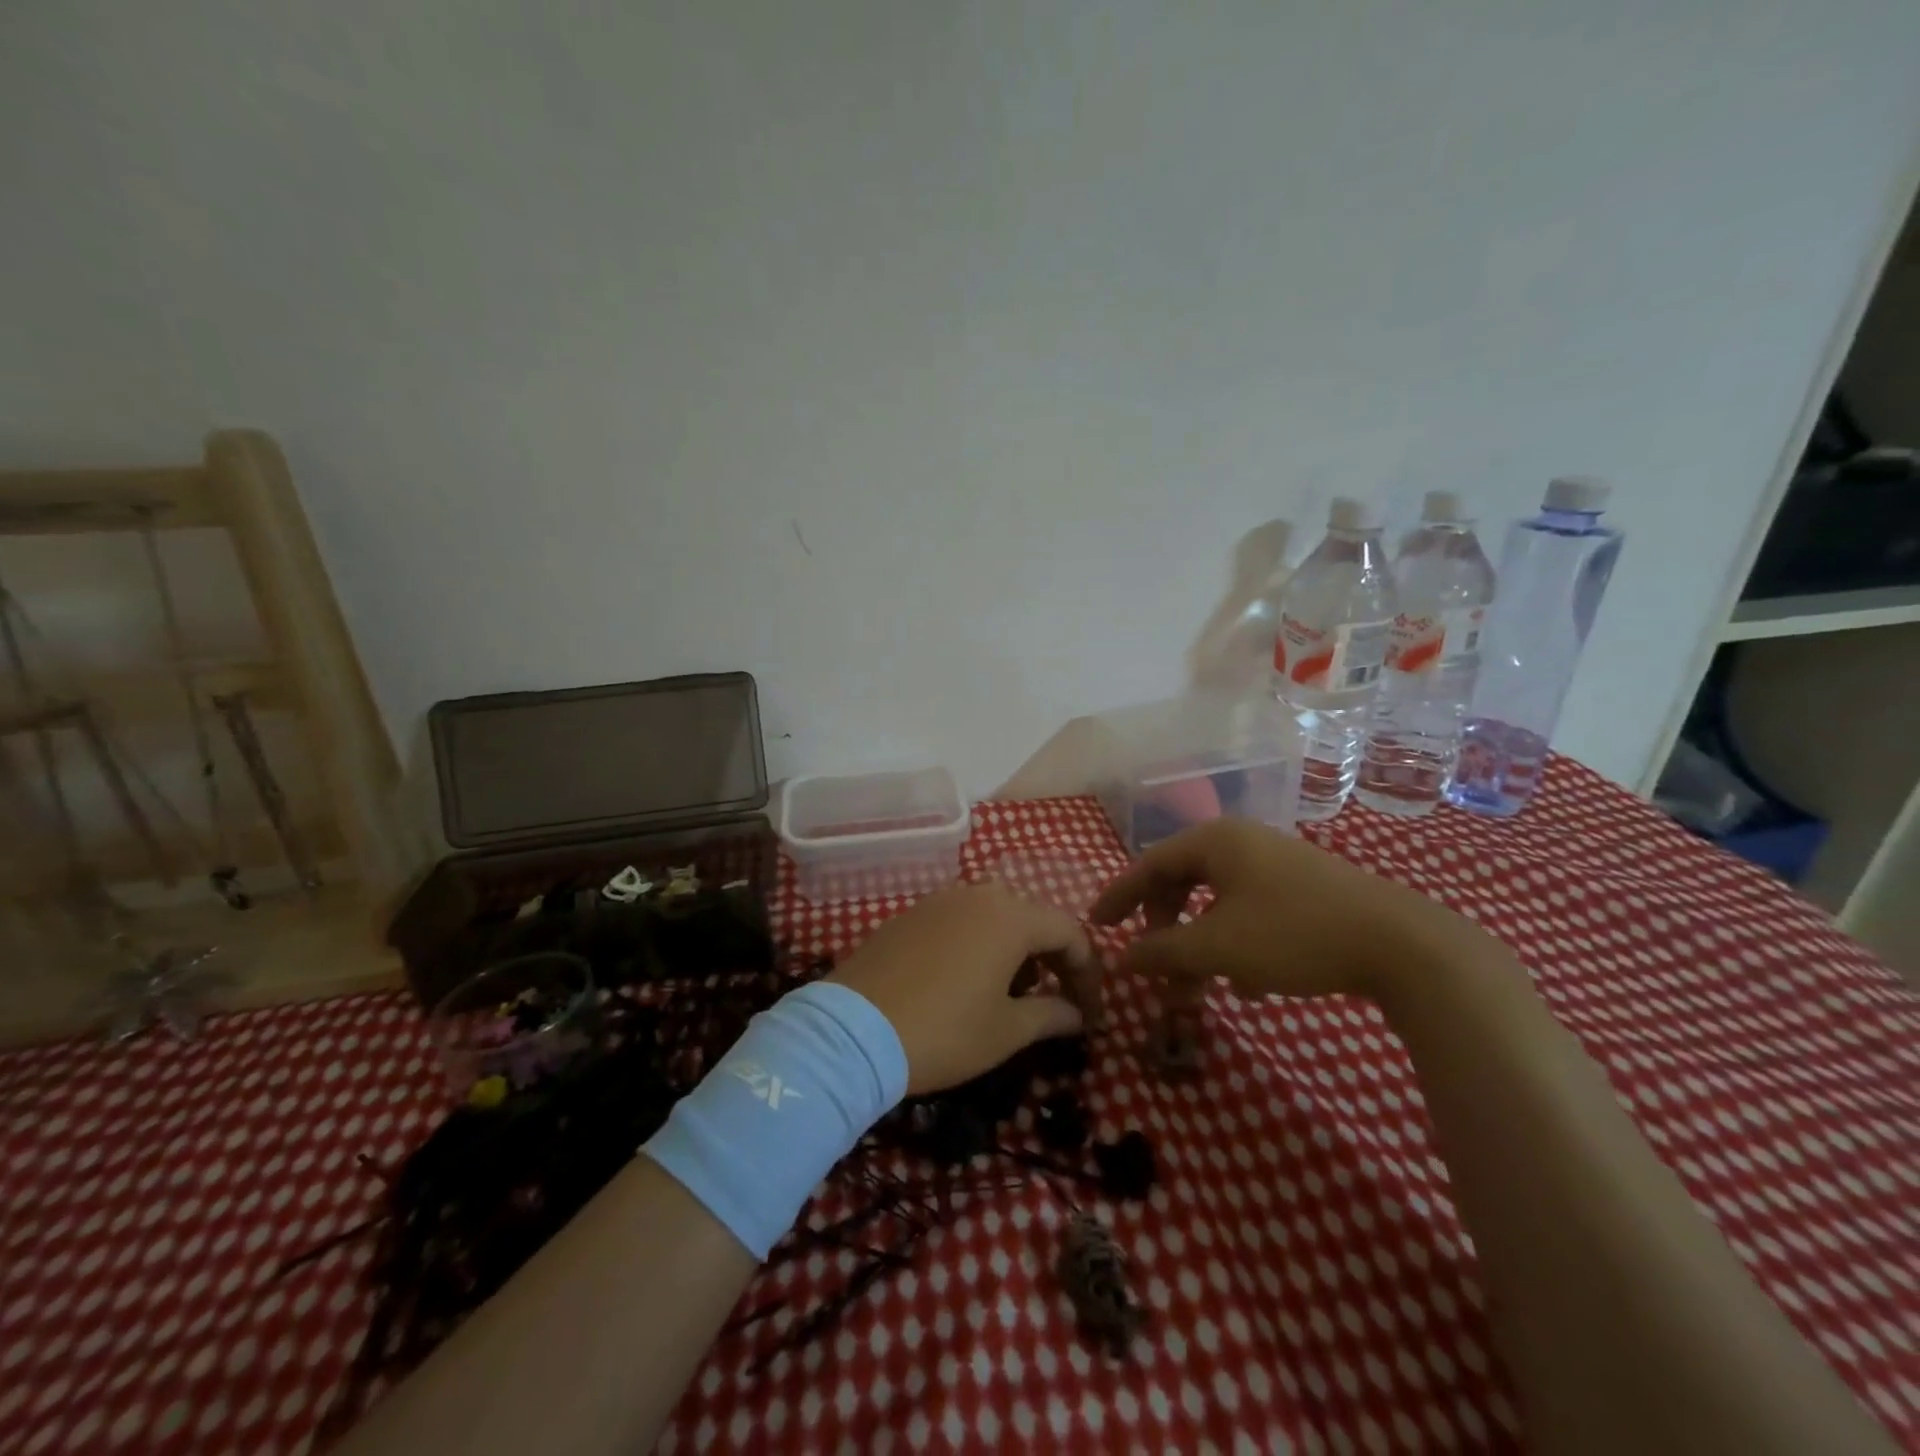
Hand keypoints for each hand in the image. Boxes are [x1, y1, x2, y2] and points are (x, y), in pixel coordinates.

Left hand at [828, 883, 1097, 1094]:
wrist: (852, 1031)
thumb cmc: (943, 1031)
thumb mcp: (1006, 1031)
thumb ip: (1051, 1016)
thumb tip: (1077, 1014)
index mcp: (1011, 916)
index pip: (1070, 932)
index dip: (1088, 973)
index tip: (1090, 1013)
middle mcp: (978, 895)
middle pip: (1033, 918)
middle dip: (1053, 959)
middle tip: (1058, 1002)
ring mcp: (939, 900)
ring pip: (995, 916)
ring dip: (1016, 950)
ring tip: (1011, 995)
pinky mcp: (910, 914)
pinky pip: (960, 921)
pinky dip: (979, 944)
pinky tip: (967, 981)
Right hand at [1088, 818, 1472, 1003]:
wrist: (1403, 945)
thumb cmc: (1294, 935)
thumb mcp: (1217, 948)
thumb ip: (1161, 952)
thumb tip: (1120, 959)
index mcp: (1215, 841)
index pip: (1149, 864)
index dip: (1119, 896)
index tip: (1095, 925)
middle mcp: (1243, 842)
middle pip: (1183, 880)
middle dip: (1164, 926)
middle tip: (1152, 959)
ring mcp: (1278, 862)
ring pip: (1218, 900)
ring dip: (1200, 942)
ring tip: (1199, 984)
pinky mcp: (1306, 888)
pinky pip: (1250, 910)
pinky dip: (1235, 942)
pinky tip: (1247, 983)